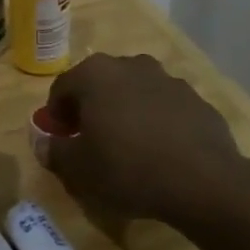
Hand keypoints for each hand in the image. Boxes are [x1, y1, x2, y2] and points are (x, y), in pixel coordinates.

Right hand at [42, 52, 249, 222]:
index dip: (56, 114)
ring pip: (134, 93)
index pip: (62, 87)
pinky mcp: (197, 101)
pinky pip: (164, 108)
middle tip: (90, 140)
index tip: (60, 139)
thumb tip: (45, 145)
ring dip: (125, 112)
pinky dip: (156, 123)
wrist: (204, 183)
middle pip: (99, 84)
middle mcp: (130, 66)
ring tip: (128, 147)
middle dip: (91, 108)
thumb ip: (55, 152)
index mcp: (95, 74)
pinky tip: (159, 153)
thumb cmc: (127, 169)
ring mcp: (168, 80)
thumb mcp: (78, 169)